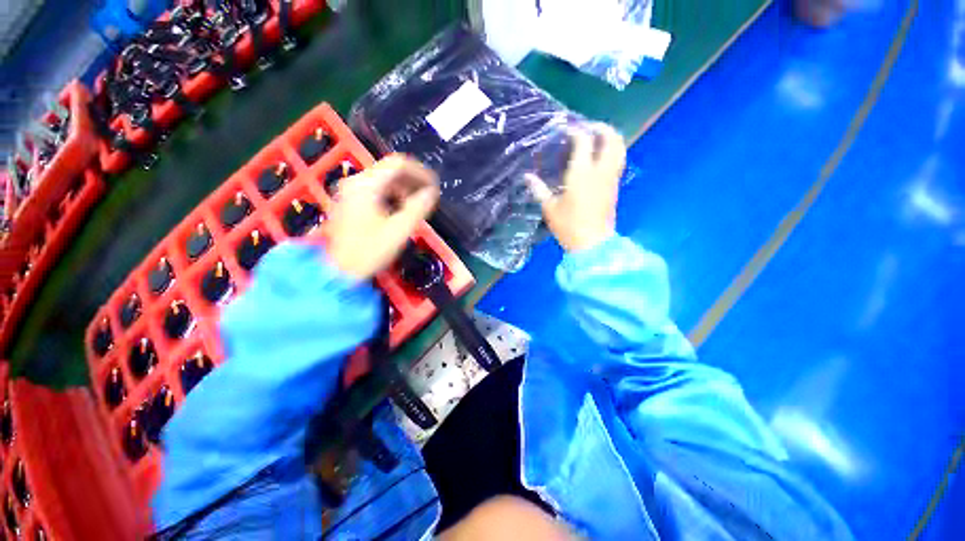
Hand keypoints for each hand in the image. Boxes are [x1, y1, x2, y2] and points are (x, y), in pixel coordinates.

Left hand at [326, 155, 439, 279]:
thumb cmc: (368, 252)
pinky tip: (401, 209)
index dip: (420, 172)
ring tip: (418, 205)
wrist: (338, 271)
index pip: (398, 164)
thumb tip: (432, 192)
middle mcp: (356, 182)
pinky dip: (394, 196)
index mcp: (366, 186)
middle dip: (413, 181)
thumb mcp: (398, 231)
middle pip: (390, 170)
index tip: (434, 187)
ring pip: (384, 180)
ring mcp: (351, 191)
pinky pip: (377, 190)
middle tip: (429, 198)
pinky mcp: (351, 201)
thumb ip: (417, 209)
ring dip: (405, 189)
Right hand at [526, 123, 625, 252]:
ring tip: (597, 138)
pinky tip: (600, 157)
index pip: (583, 141)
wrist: (592, 243)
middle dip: (601, 127)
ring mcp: (611, 178)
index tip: (566, 128)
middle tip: (588, 127)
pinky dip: (612, 151)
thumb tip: (526, 176)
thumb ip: (538, 189)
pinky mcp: (615, 187)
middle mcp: (600, 171)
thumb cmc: (568, 226)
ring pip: (619, 149)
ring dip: (611, 138)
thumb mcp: (549, 208)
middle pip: (611, 138)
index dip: (575, 130)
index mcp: (581, 173)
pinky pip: (618, 161)